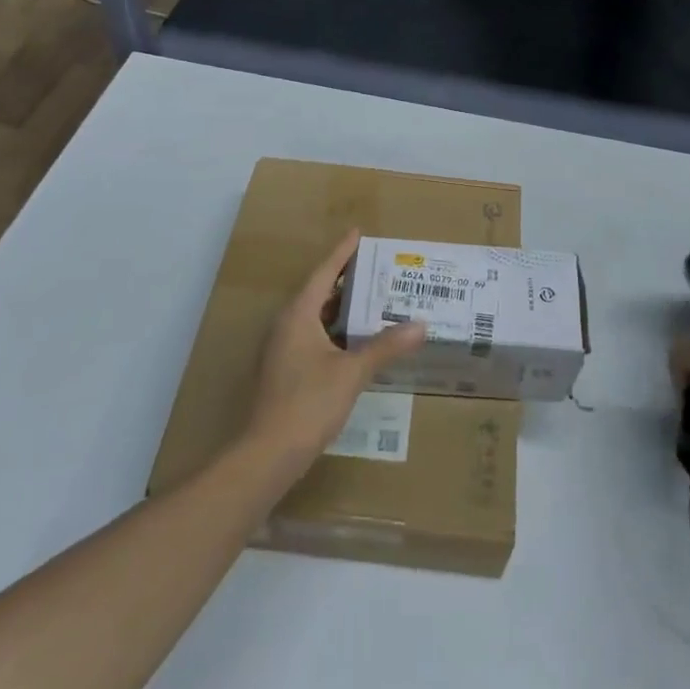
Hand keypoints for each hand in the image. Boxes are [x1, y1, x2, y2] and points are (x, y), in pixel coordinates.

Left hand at [246, 230, 425, 468]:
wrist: (268, 455)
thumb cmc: (309, 403)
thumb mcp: (352, 371)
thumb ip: (386, 346)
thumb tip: (421, 325)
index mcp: (298, 315)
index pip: (324, 273)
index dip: (342, 253)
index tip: (358, 233)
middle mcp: (286, 325)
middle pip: (318, 293)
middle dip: (346, 281)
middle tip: (376, 270)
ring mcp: (281, 350)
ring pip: (315, 318)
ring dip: (341, 309)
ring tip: (372, 301)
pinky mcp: (283, 372)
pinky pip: (312, 337)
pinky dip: (334, 332)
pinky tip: (355, 342)